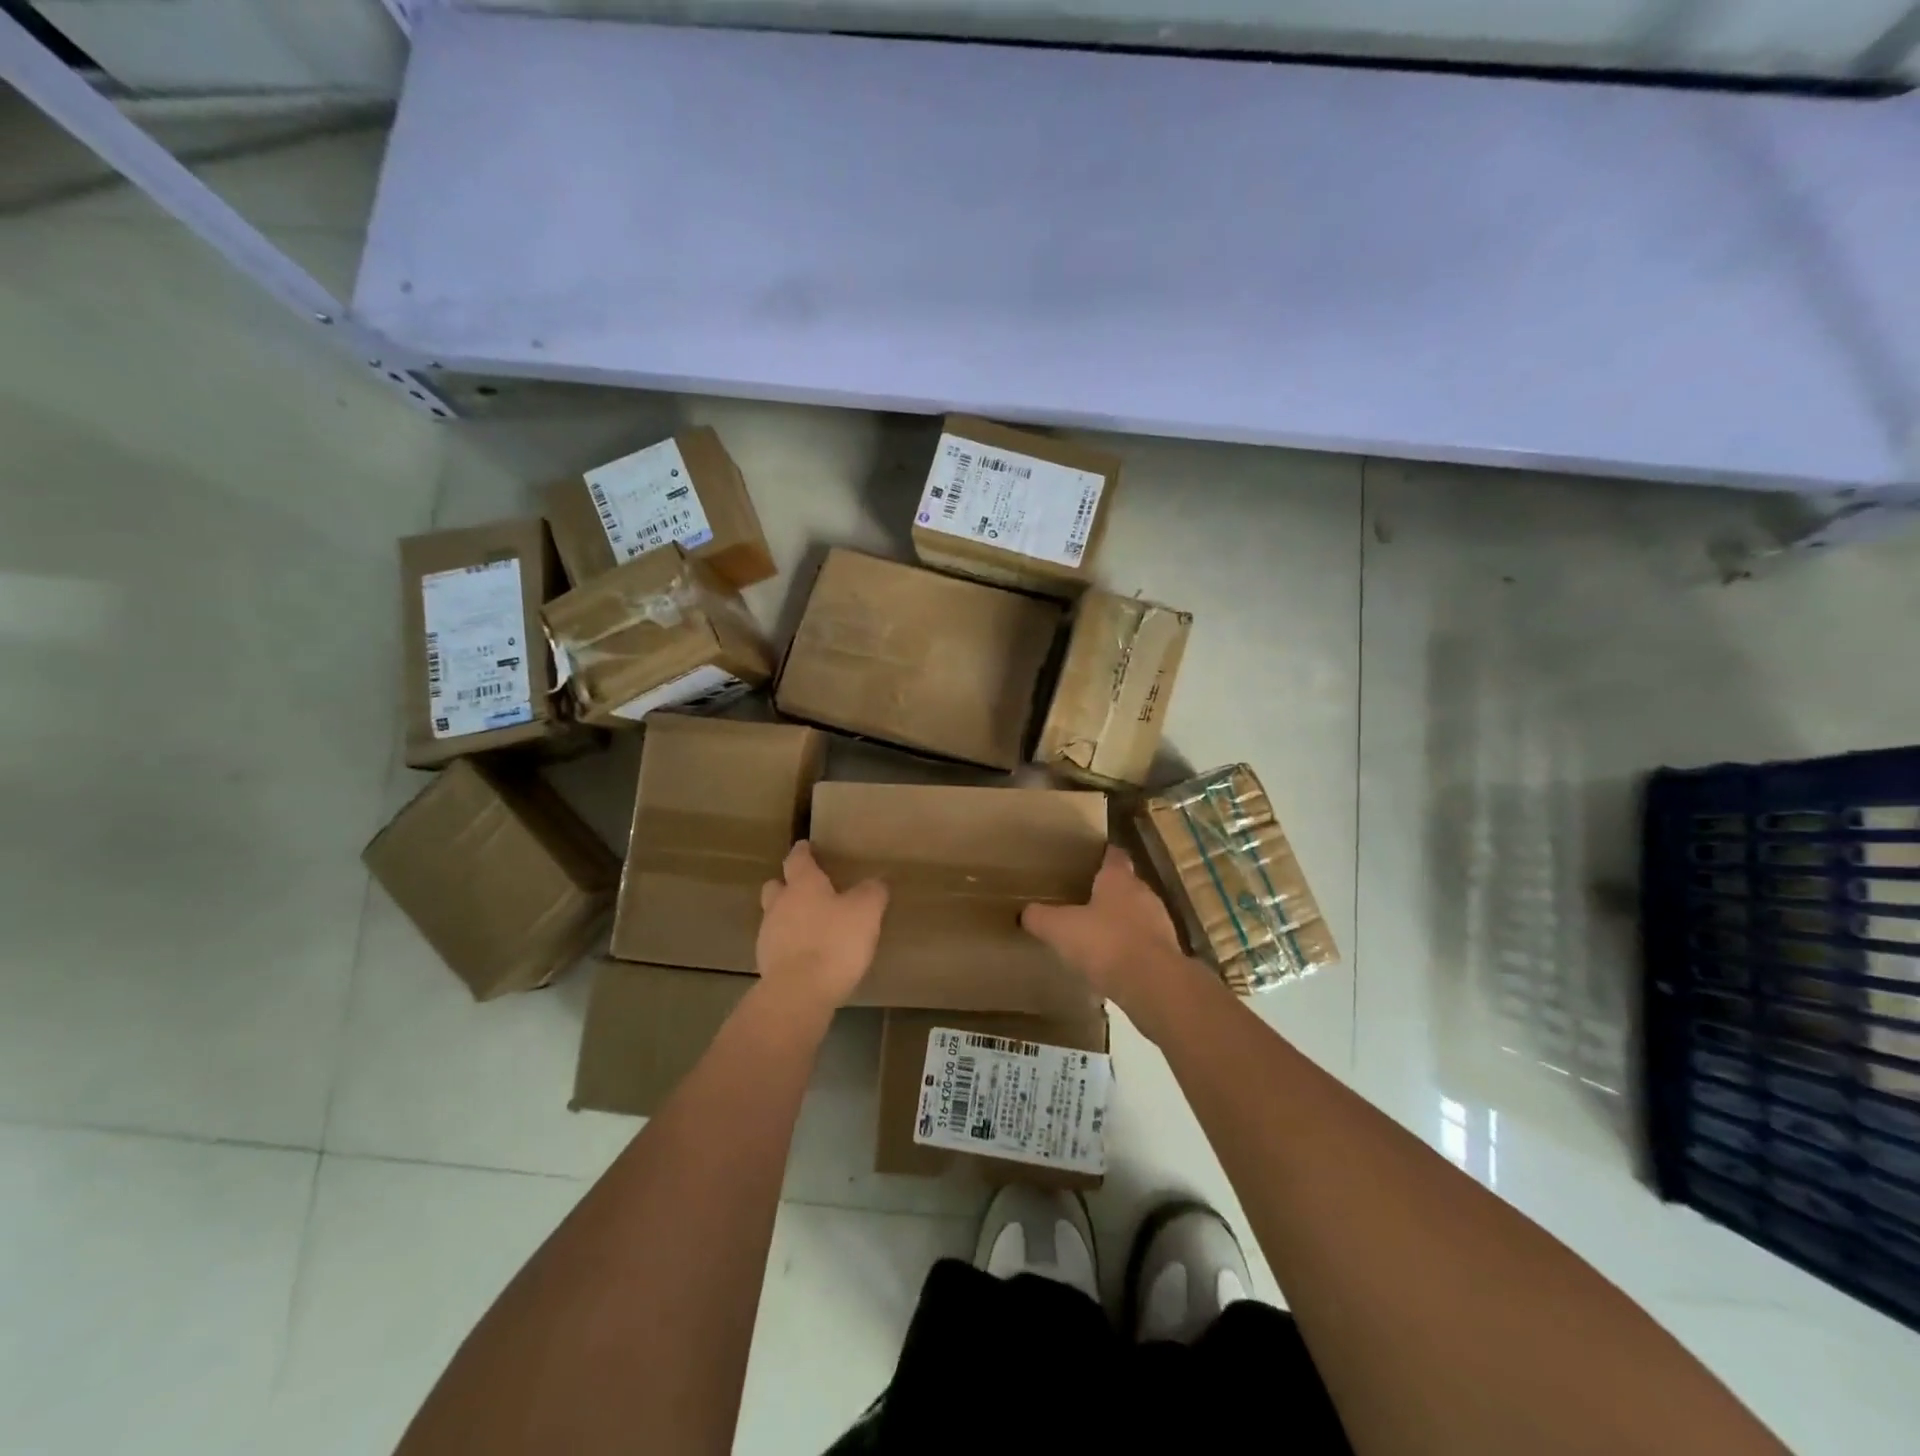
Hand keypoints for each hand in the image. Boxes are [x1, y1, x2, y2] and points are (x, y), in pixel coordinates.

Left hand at [756, 841, 887, 1010]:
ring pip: (774, 916)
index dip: (803, 852)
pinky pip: (778, 945)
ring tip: (811, 926)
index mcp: (803, 885)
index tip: (806, 846)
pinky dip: (789, 944)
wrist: (799, 993)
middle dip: (787, 884)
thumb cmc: (834, 942)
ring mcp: (768, 935)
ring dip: (788, 917)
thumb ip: (871, 892)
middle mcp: (780, 904)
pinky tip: (807, 955)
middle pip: (776, 886)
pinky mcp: (766, 964)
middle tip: (805, 888)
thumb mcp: (866, 912)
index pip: (798, 859)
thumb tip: (875, 881)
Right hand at [1021, 845, 1184, 1005]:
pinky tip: (1113, 963)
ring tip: (1097, 933)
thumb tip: (1025, 912)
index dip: (1103, 855)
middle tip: (1085, 899)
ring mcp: (1160, 924)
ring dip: (1121, 922)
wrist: (1152, 984)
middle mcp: (1144, 894)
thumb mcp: (1059, 929)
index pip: (1114, 856)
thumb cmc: (1104, 943)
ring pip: (1138, 915)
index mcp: (1119, 879)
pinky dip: (1131, 948)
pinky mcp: (1168, 953)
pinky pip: (1145, 944)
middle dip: (1109, 892)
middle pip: (1126, 885)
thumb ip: (1040, 917)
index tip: (1089, 858)